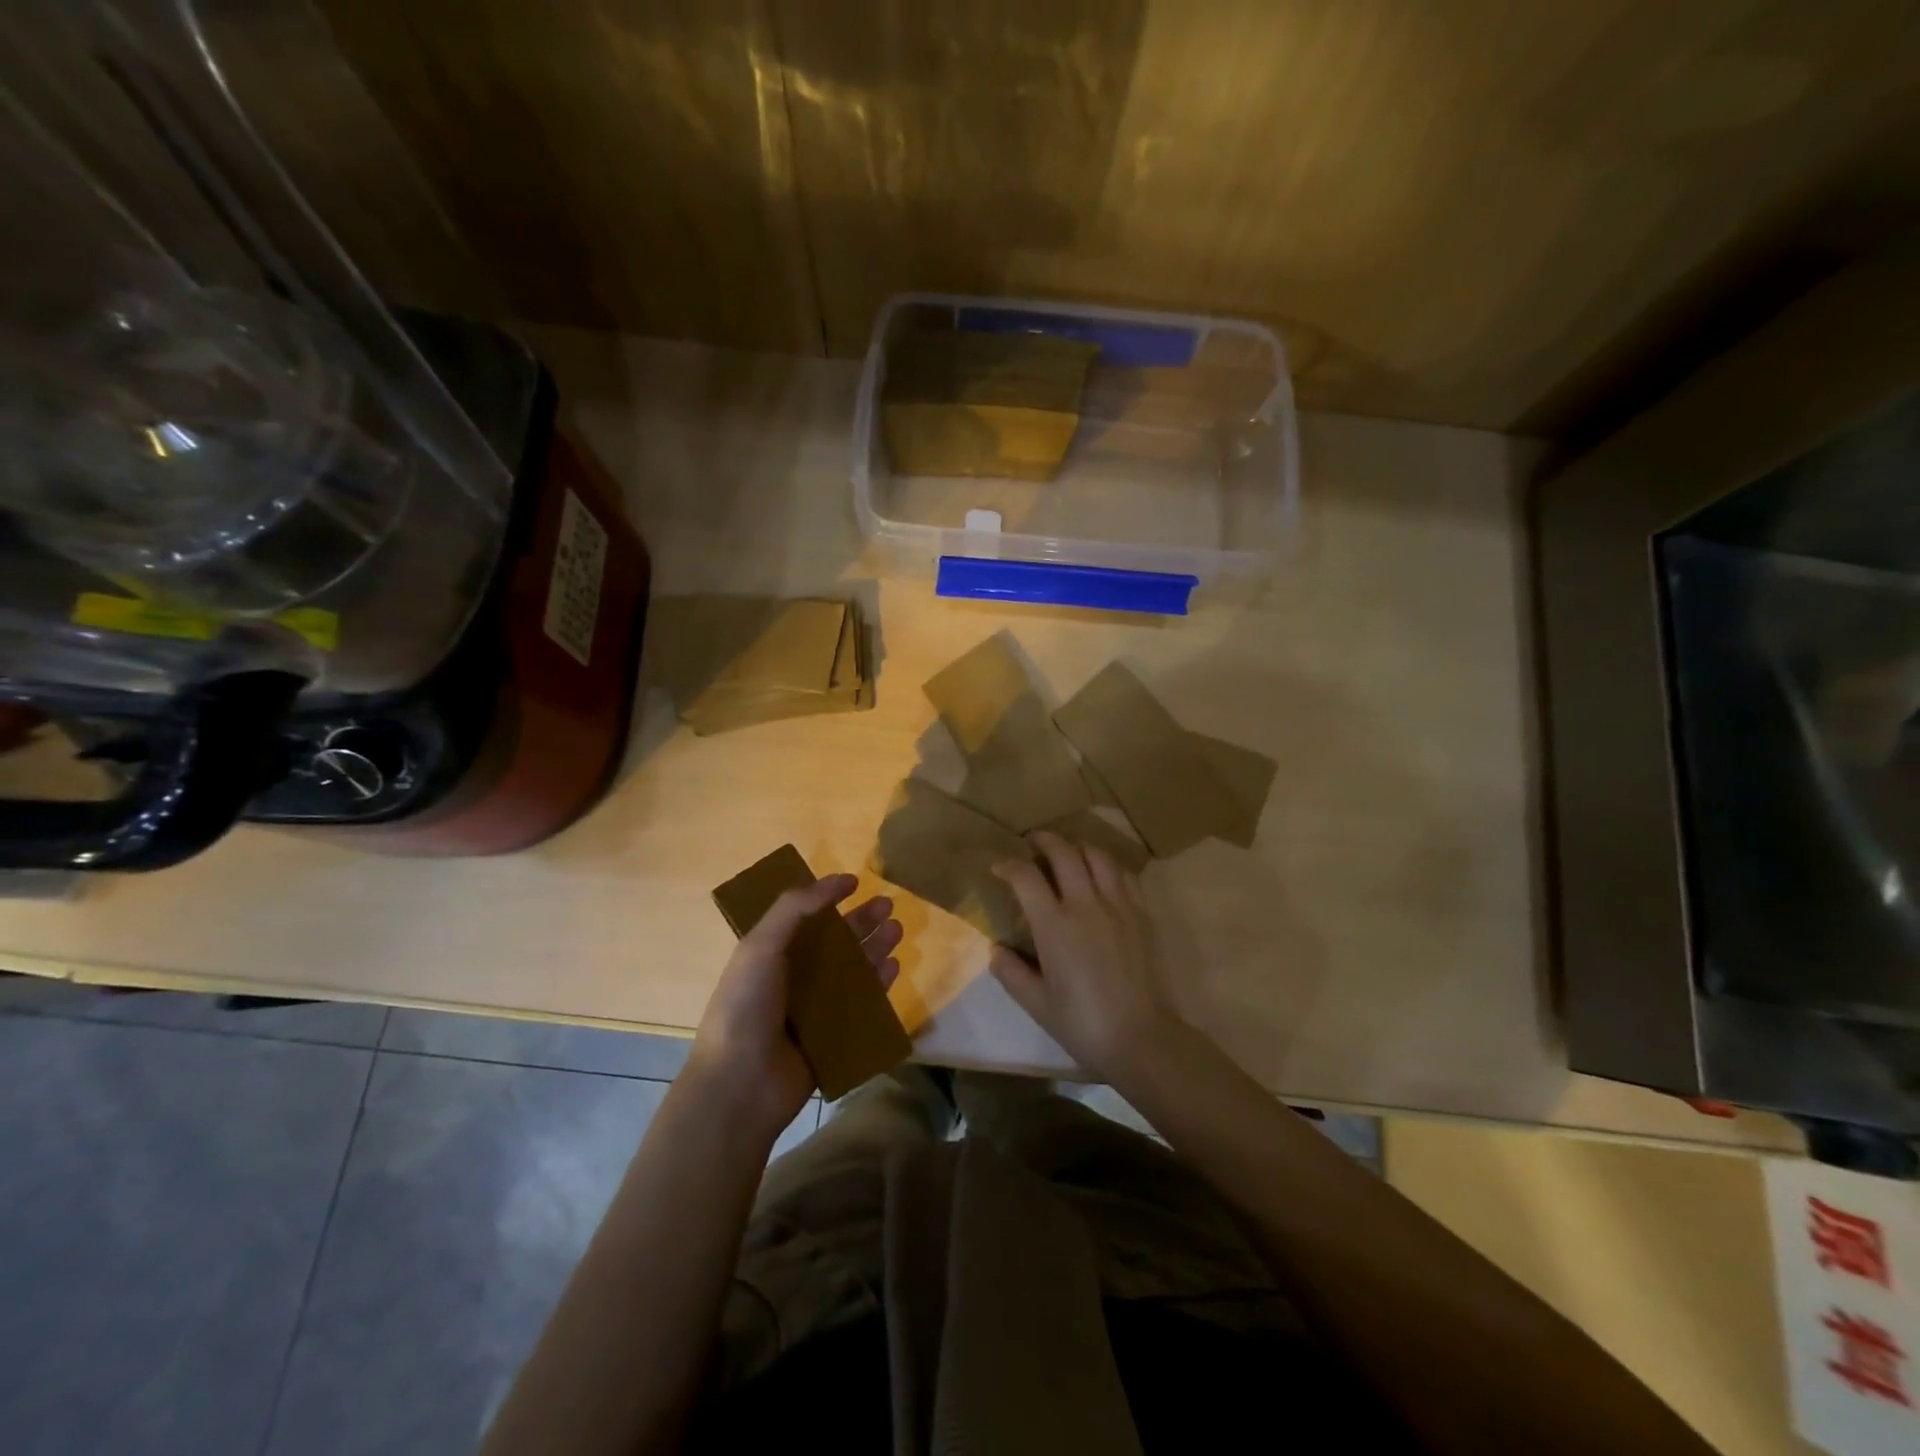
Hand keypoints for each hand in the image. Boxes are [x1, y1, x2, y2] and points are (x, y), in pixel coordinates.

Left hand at [688, 873, 901, 1141]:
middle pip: (834, 943)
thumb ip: (794, 909)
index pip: (804, 918)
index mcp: (769, 954)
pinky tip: (893, 968)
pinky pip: (861, 1005)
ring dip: (873, 948)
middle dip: (860, 922)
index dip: (827, 898)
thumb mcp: (761, 947)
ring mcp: (813, 1010)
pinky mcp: (832, 1037)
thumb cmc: (745, 1008)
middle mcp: (792, 978)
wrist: (740, 1086)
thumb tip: (836, 881)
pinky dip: (877, 986)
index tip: (855, 882)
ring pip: (851, 971)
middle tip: (888, 905)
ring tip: (897, 930)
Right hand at [988, 831, 1181, 1082]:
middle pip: (1063, 852)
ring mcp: (1117, 905)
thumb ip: (1011, 972)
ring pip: (1097, 855)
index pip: (1025, 876)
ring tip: (1067, 854)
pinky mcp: (1141, 913)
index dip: (1008, 865)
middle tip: (1032, 843)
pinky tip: (1100, 874)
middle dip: (1043, 841)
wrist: (1141, 1037)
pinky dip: (1106, 864)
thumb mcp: (1036, 1003)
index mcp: (1054, 925)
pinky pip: (1123, 873)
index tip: (999, 867)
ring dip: (1077, 847)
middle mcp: (1085, 904)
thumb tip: (995, 949)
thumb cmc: (1082, 1023)